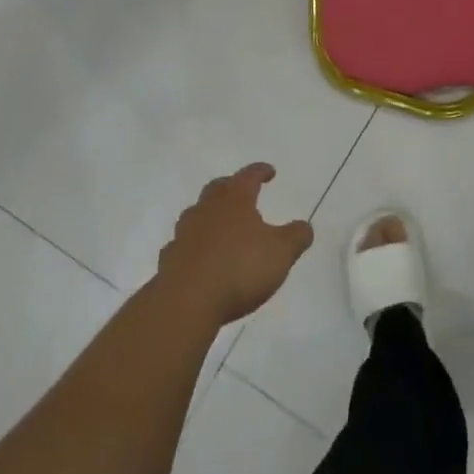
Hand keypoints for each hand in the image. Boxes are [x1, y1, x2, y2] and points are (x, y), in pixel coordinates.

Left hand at [156, 164, 313, 325]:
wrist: (186, 302)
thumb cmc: (240, 268)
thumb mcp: (281, 253)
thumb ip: (296, 236)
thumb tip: (304, 226)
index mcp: (235, 200)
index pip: (249, 176)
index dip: (260, 171)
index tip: (270, 172)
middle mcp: (207, 210)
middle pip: (217, 189)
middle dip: (231, 187)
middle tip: (242, 192)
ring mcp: (184, 234)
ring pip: (196, 214)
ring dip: (209, 215)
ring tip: (221, 225)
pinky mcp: (169, 260)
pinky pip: (183, 244)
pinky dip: (194, 245)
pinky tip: (200, 257)